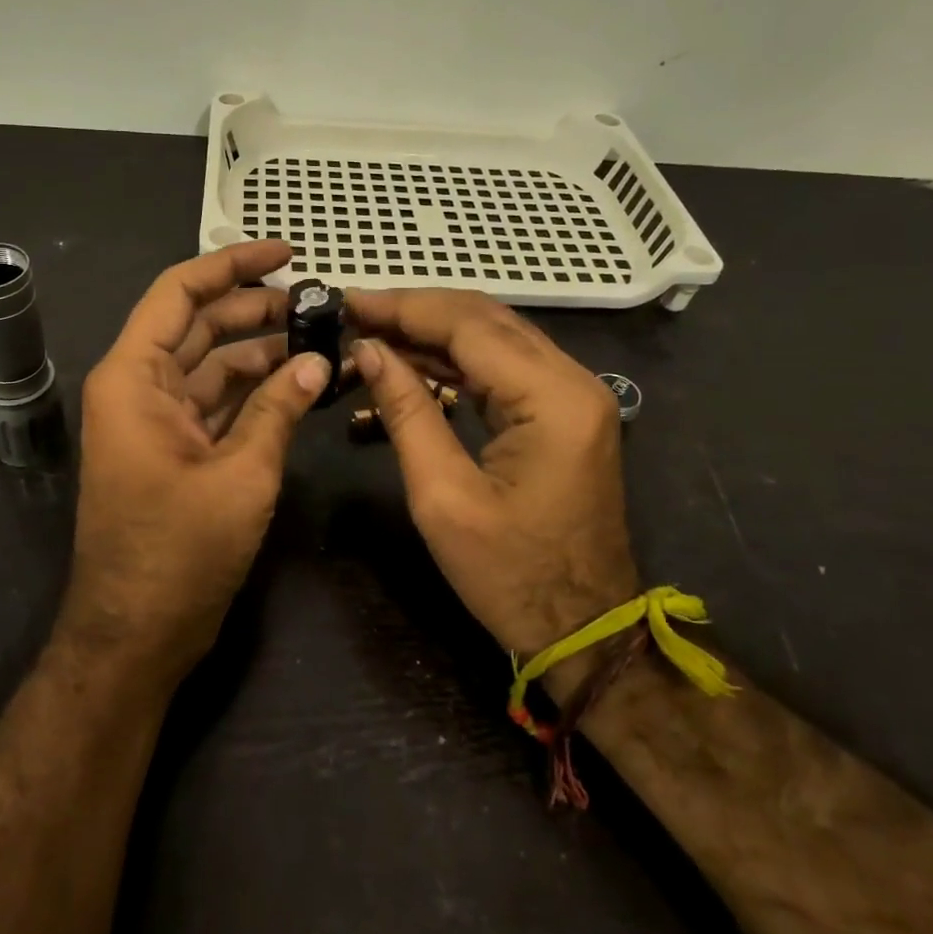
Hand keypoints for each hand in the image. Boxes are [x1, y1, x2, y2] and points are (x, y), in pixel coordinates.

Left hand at [67, 241, 328, 679]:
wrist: (136, 637)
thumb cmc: (177, 553)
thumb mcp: (240, 474)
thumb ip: (279, 409)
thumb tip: (318, 361)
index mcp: (135, 377)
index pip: (180, 292)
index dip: (232, 265)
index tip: (286, 254)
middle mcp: (141, 388)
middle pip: (202, 325)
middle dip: (258, 309)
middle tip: (320, 303)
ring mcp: (159, 421)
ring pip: (215, 365)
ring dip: (264, 352)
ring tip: (322, 340)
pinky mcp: (179, 450)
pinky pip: (220, 403)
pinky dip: (258, 392)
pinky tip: (302, 384)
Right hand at [347, 289, 636, 654]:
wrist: (584, 631)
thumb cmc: (511, 576)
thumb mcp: (443, 497)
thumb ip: (407, 411)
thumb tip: (368, 350)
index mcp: (552, 398)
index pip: (468, 325)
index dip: (403, 308)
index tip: (347, 302)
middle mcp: (572, 380)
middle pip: (484, 319)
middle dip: (415, 311)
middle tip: (354, 314)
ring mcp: (572, 394)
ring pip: (493, 337)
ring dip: (432, 332)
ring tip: (370, 333)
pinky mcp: (562, 411)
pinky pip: (503, 367)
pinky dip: (454, 360)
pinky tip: (410, 361)